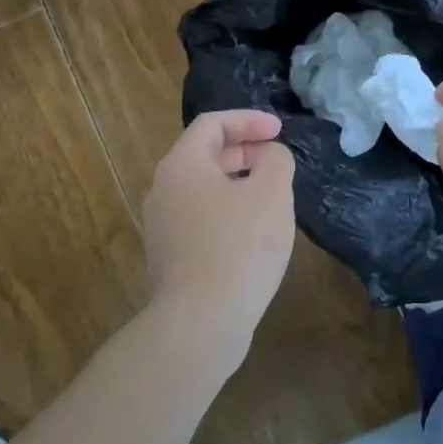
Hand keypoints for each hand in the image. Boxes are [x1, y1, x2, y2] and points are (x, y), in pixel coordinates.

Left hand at [142, 110, 295, 360]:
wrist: (200, 323)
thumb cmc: (239, 247)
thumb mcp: (272, 193)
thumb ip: (276, 160)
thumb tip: (270, 156)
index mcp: (182, 164)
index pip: (213, 124)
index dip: (248, 120)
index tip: (279, 131)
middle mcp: (163, 188)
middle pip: (205, 153)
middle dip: (244, 149)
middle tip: (276, 159)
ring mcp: (162, 225)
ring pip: (203, 187)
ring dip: (237, 181)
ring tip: (270, 195)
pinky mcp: (169, 256)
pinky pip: (200, 217)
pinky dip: (227, 209)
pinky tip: (252, 231)